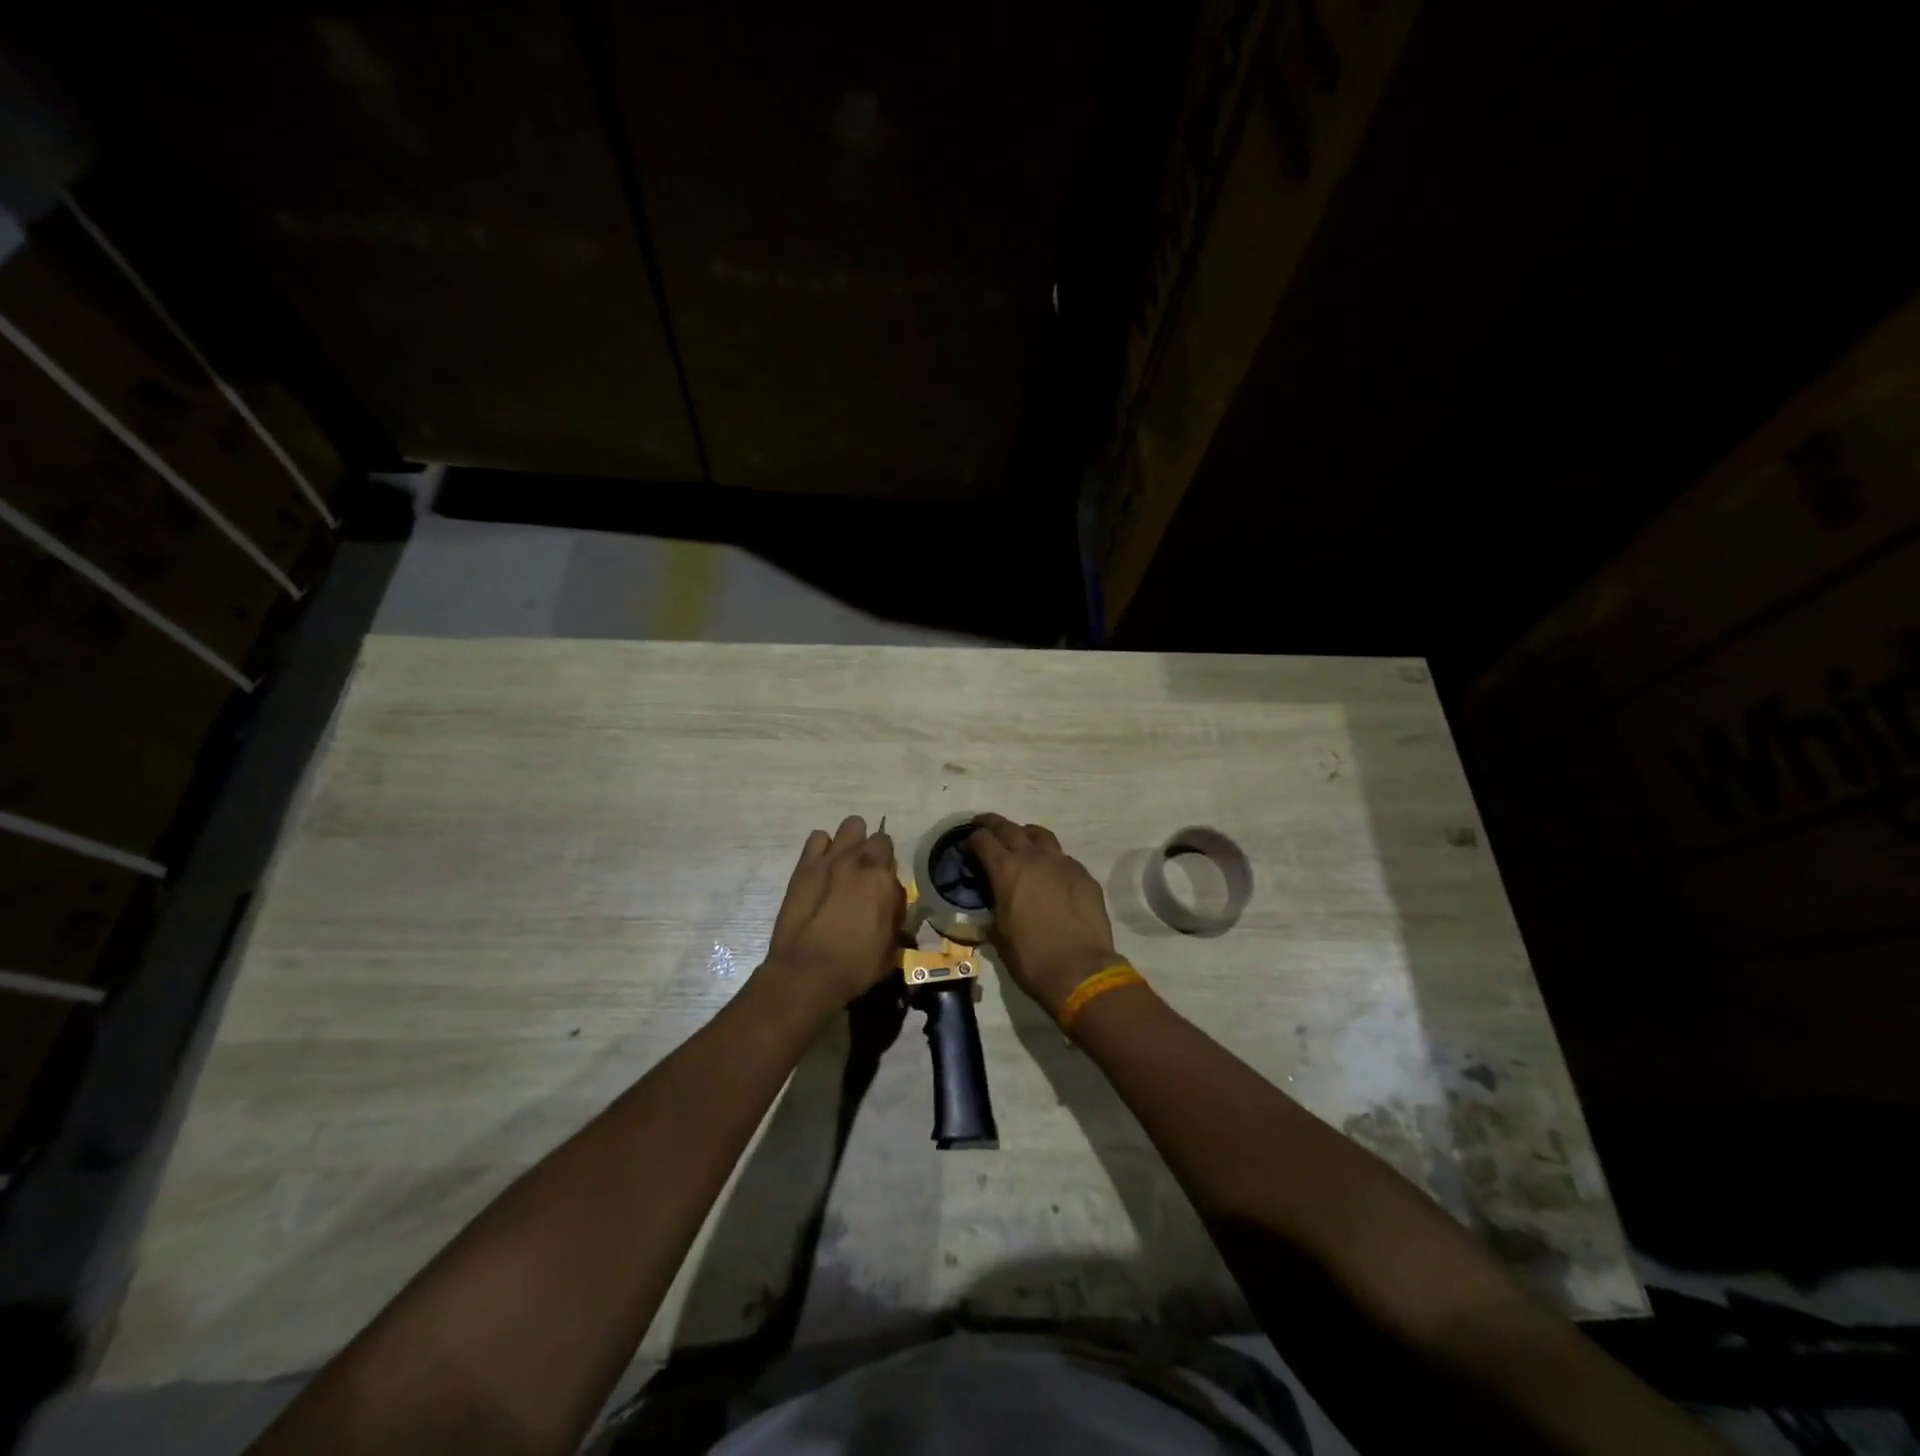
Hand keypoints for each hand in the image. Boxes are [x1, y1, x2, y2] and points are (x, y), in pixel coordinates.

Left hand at [763, 815, 904, 1012]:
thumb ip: (894, 914)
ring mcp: (829, 859)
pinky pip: (818, 839)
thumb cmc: (856, 966)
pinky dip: (823, 848)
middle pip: (871, 835)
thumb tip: (891, 902)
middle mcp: (858, 860)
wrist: (807, 973)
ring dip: (849, 843)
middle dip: (871, 850)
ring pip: (848, 828)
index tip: (883, 883)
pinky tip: (822, 868)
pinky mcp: (804, 867)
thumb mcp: (891, 945)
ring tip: (843, 866)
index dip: (887, 864)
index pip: (891, 850)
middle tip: (865, 874)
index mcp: (882, 878)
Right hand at [968, 814, 1117, 1015]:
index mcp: (1006, 870)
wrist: (1080, 970)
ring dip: (1025, 834)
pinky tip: (1050, 875)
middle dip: (992, 824)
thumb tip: (993, 907)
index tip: (966, 848)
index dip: (971, 841)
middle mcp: (1033, 857)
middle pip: (1008, 827)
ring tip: (1020, 842)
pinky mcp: (1084, 875)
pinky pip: (1063, 858)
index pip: (982, 840)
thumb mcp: (998, 935)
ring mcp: (1062, 862)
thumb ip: (993, 910)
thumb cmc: (1030, 957)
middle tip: (983, 827)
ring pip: (1040, 834)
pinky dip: (1051, 860)